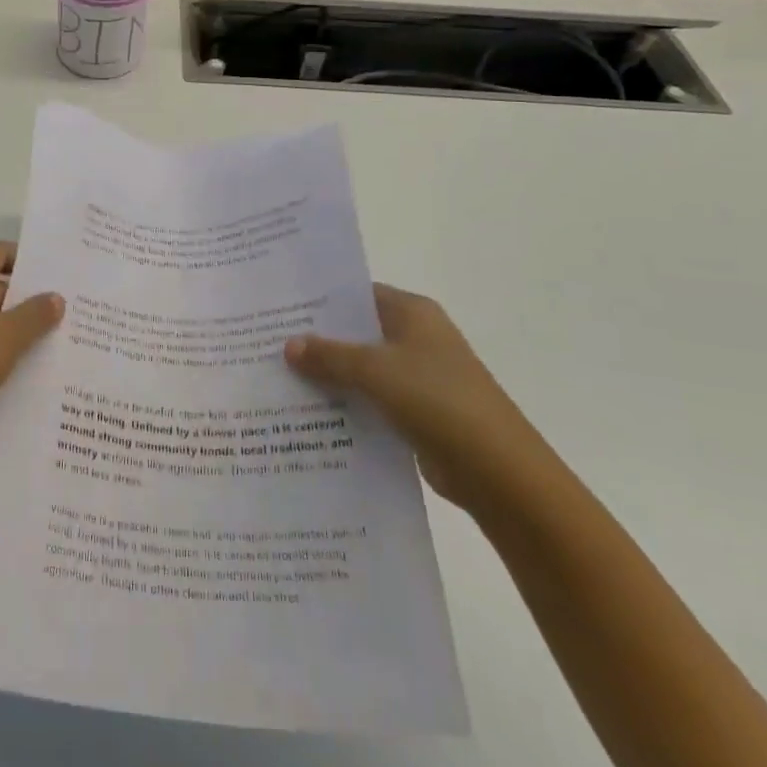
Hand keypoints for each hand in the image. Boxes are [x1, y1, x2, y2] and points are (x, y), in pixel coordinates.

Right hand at [284, 285, 550, 512]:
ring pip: (362, 368)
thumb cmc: (438, 400)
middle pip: (357, 331)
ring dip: (329, 375)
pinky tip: (309, 413)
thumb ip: (329, 355)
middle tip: (268, 341)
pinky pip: (372, 400)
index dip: (319, 299)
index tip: (279, 306)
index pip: (357, 293)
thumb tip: (288, 345)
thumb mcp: (375, 370)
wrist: (499, 472)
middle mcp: (416, 337)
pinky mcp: (417, 412)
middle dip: (317, 339)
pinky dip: (346, 404)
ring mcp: (418, 376)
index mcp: (412, 312)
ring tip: (278, 377)